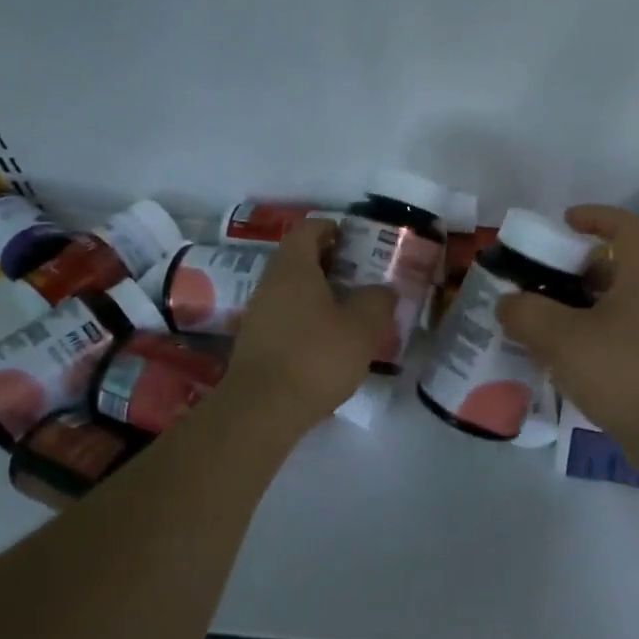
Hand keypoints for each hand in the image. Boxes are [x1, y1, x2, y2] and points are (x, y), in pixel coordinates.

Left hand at [220, 220, 395, 430]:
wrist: (262, 410)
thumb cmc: (316, 356)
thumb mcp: (362, 326)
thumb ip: (377, 300)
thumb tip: (382, 290)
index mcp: (294, 267)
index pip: (308, 229)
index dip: (332, 228)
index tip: (356, 240)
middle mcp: (270, 283)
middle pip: (299, 259)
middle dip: (330, 262)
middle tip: (361, 275)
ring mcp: (259, 314)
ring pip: (292, 290)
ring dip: (319, 293)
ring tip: (351, 309)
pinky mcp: (256, 343)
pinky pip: (285, 316)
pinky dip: (307, 317)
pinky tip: (329, 340)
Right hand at [496, 205, 638, 449]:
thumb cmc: (622, 370)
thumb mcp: (563, 337)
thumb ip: (527, 314)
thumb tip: (507, 303)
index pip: (623, 226)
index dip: (594, 216)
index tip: (563, 223)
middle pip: (612, 268)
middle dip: (572, 270)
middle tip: (537, 282)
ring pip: (609, 306)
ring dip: (574, 308)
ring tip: (537, 323)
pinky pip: (611, 338)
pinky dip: (583, 339)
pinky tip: (556, 360)